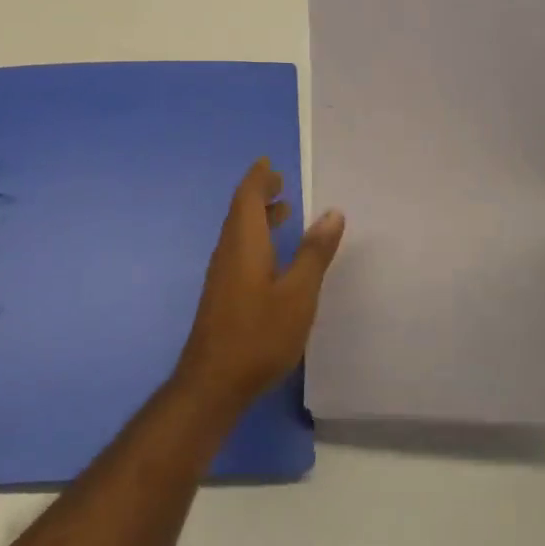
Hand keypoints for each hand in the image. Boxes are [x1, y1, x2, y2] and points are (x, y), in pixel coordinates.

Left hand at [173, 160, 345, 420]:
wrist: (212, 383)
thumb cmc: (259, 334)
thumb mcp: (298, 294)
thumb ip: (314, 253)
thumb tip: (332, 212)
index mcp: (244, 243)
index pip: (247, 197)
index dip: (259, 178)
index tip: (270, 163)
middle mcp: (228, 251)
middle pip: (240, 211)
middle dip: (259, 194)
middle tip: (281, 182)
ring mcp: (222, 275)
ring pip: (239, 232)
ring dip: (258, 217)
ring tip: (284, 212)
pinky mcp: (222, 294)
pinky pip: (239, 250)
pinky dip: (256, 238)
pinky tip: (273, 256)